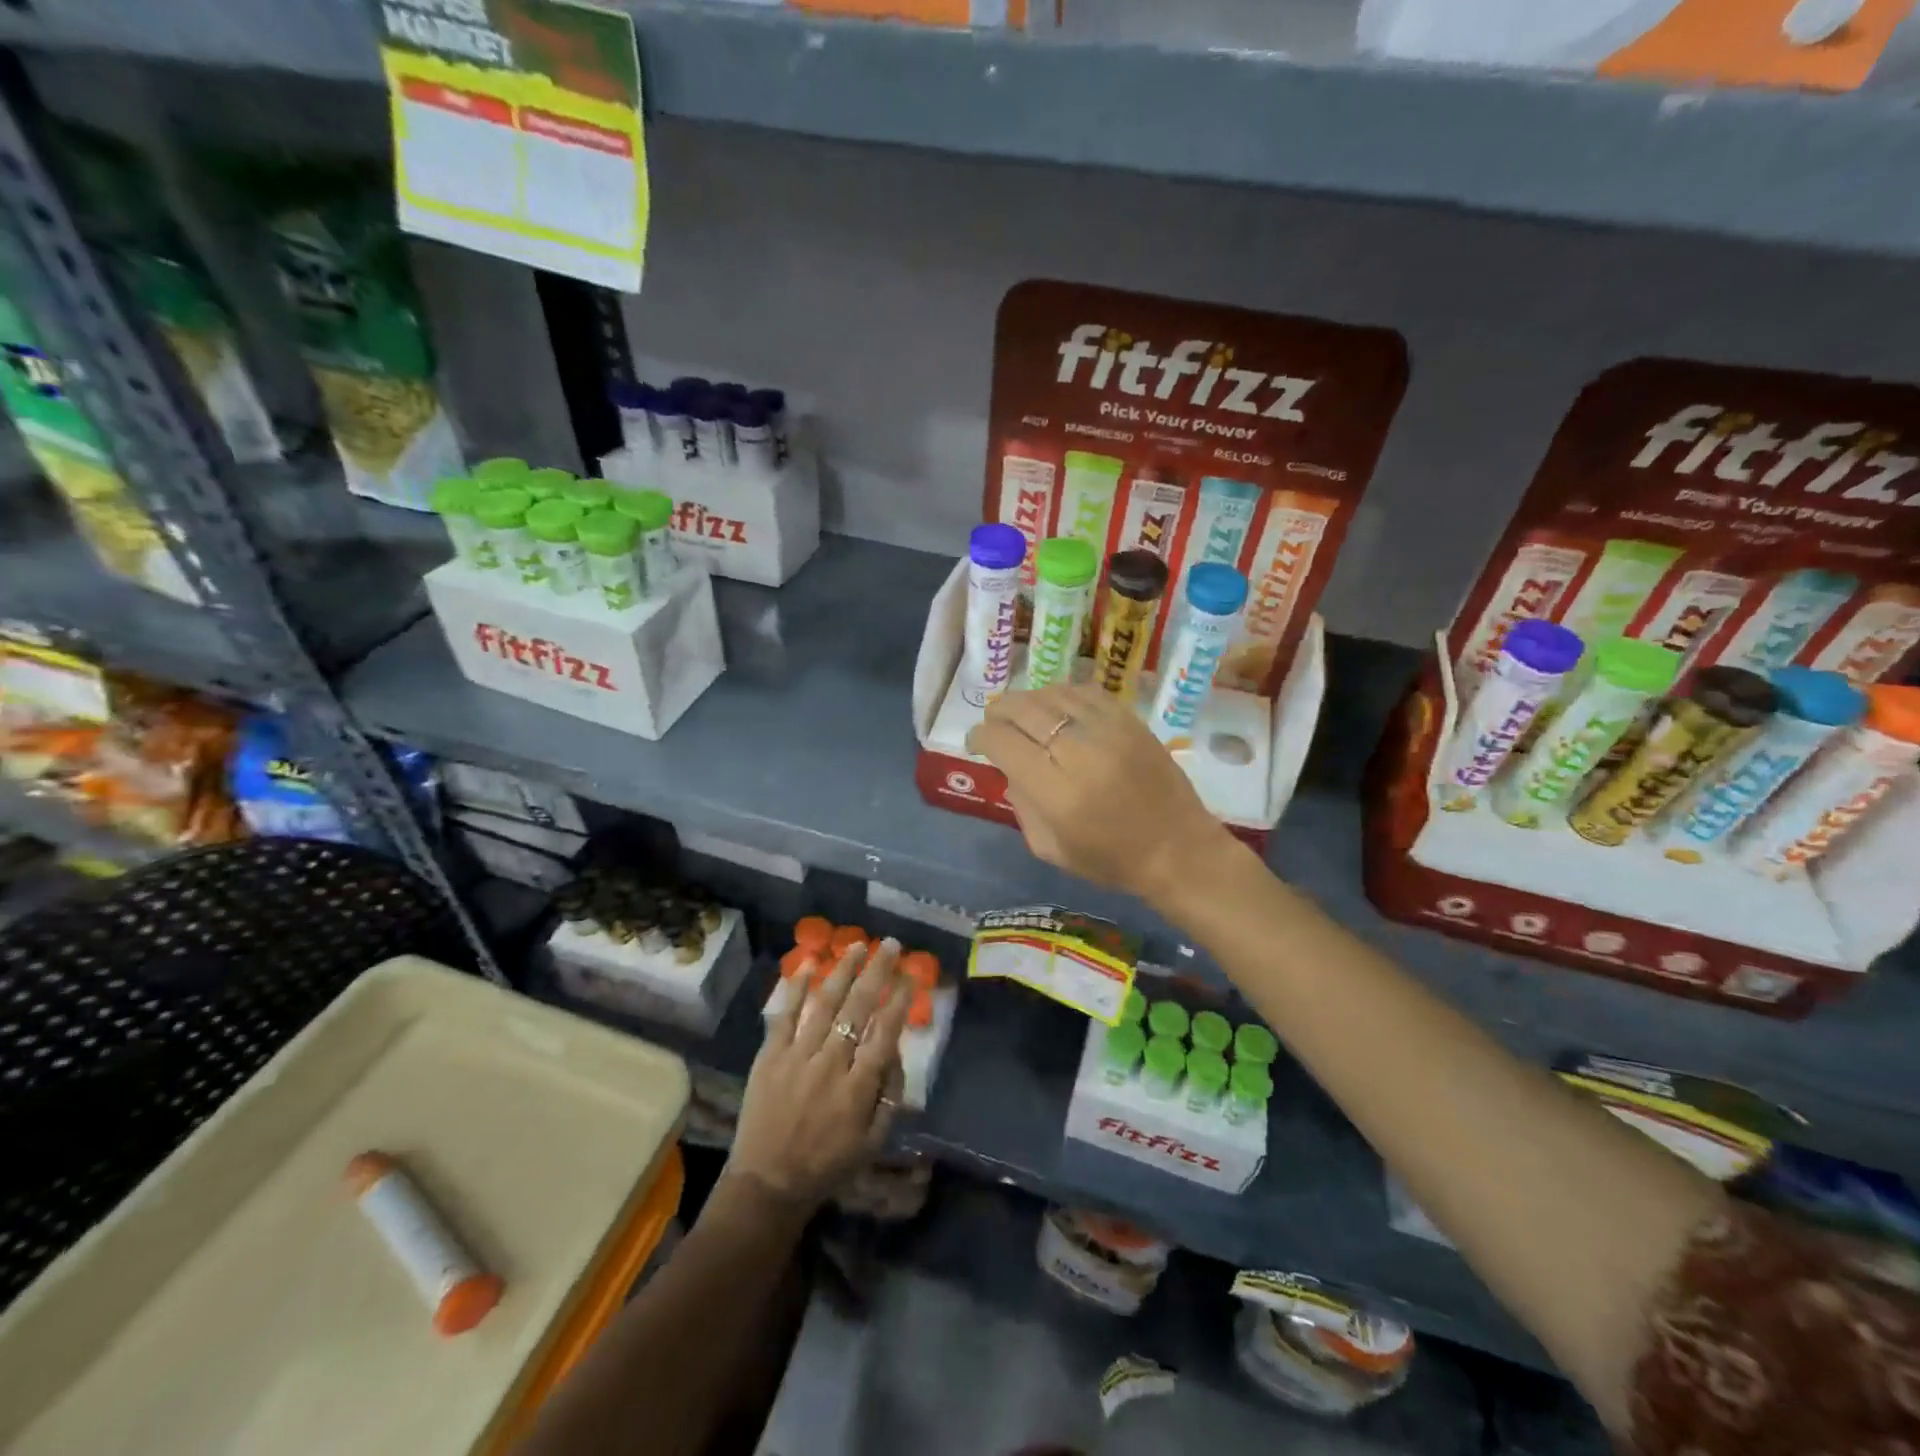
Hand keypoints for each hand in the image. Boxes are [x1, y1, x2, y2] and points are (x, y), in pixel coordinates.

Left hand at [730, 939, 911, 1208]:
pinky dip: (796, 989)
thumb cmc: (827, 1165)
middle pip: (858, 1008)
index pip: (885, 1032)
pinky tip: (809, 964)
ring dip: (843, 971)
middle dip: (877, 972)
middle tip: (890, 944)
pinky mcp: (769, 1057)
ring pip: (824, 1004)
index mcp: (858, 1088)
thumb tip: (894, 1052)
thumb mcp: (873, 1142)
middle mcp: (830, 1064)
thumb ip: (890, 1096)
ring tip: (858, 945)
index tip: (910, 974)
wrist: (767, 1184)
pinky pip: (784, 1015)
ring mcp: (797, 1057)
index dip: (900, 999)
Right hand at [966, 683, 1231, 908]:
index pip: (1002, 742)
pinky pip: (1086, 691)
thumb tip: (1010, 769)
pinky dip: (1062, 694)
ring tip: (1023, 714)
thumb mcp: (1050, 849)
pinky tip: (1058, 707)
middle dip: (998, 711)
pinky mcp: (1131, 721)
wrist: (1179, 850)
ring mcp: (1108, 731)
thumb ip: (1022, 806)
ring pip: (1053, 694)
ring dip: (1029, 700)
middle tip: (994, 722)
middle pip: (1023, 709)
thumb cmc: (1111, 860)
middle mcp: (1079, 753)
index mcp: (1056, 791)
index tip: (977, 742)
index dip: (980, 736)